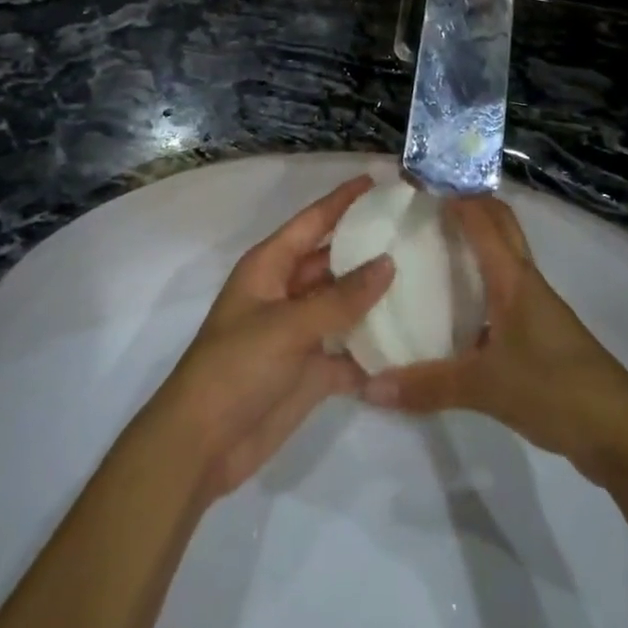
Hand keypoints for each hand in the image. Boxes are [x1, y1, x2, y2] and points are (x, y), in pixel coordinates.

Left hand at [153, 175, 393, 500]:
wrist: (202, 445)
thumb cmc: (236, 367)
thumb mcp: (288, 326)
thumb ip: (341, 298)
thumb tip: (388, 262)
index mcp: (269, 267)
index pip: (312, 222)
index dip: (342, 201)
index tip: (377, 182)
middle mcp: (286, 292)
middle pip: (332, 261)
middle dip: (367, 248)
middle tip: (415, 234)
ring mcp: (299, 332)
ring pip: (344, 305)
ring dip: (376, 298)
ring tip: (425, 281)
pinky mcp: (311, 371)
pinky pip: (349, 351)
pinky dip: (374, 349)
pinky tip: (412, 344)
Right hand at [363, 197, 627, 485]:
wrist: (622, 435)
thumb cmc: (555, 390)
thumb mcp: (485, 388)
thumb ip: (427, 386)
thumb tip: (369, 387)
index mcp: (513, 279)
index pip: (482, 219)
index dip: (454, 193)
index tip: (418, 179)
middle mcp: (526, 282)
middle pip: (500, 225)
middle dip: (468, 205)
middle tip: (426, 202)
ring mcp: (539, 307)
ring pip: (505, 256)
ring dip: (477, 240)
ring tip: (433, 243)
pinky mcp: (543, 333)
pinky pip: (507, 288)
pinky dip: (483, 279)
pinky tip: (457, 304)